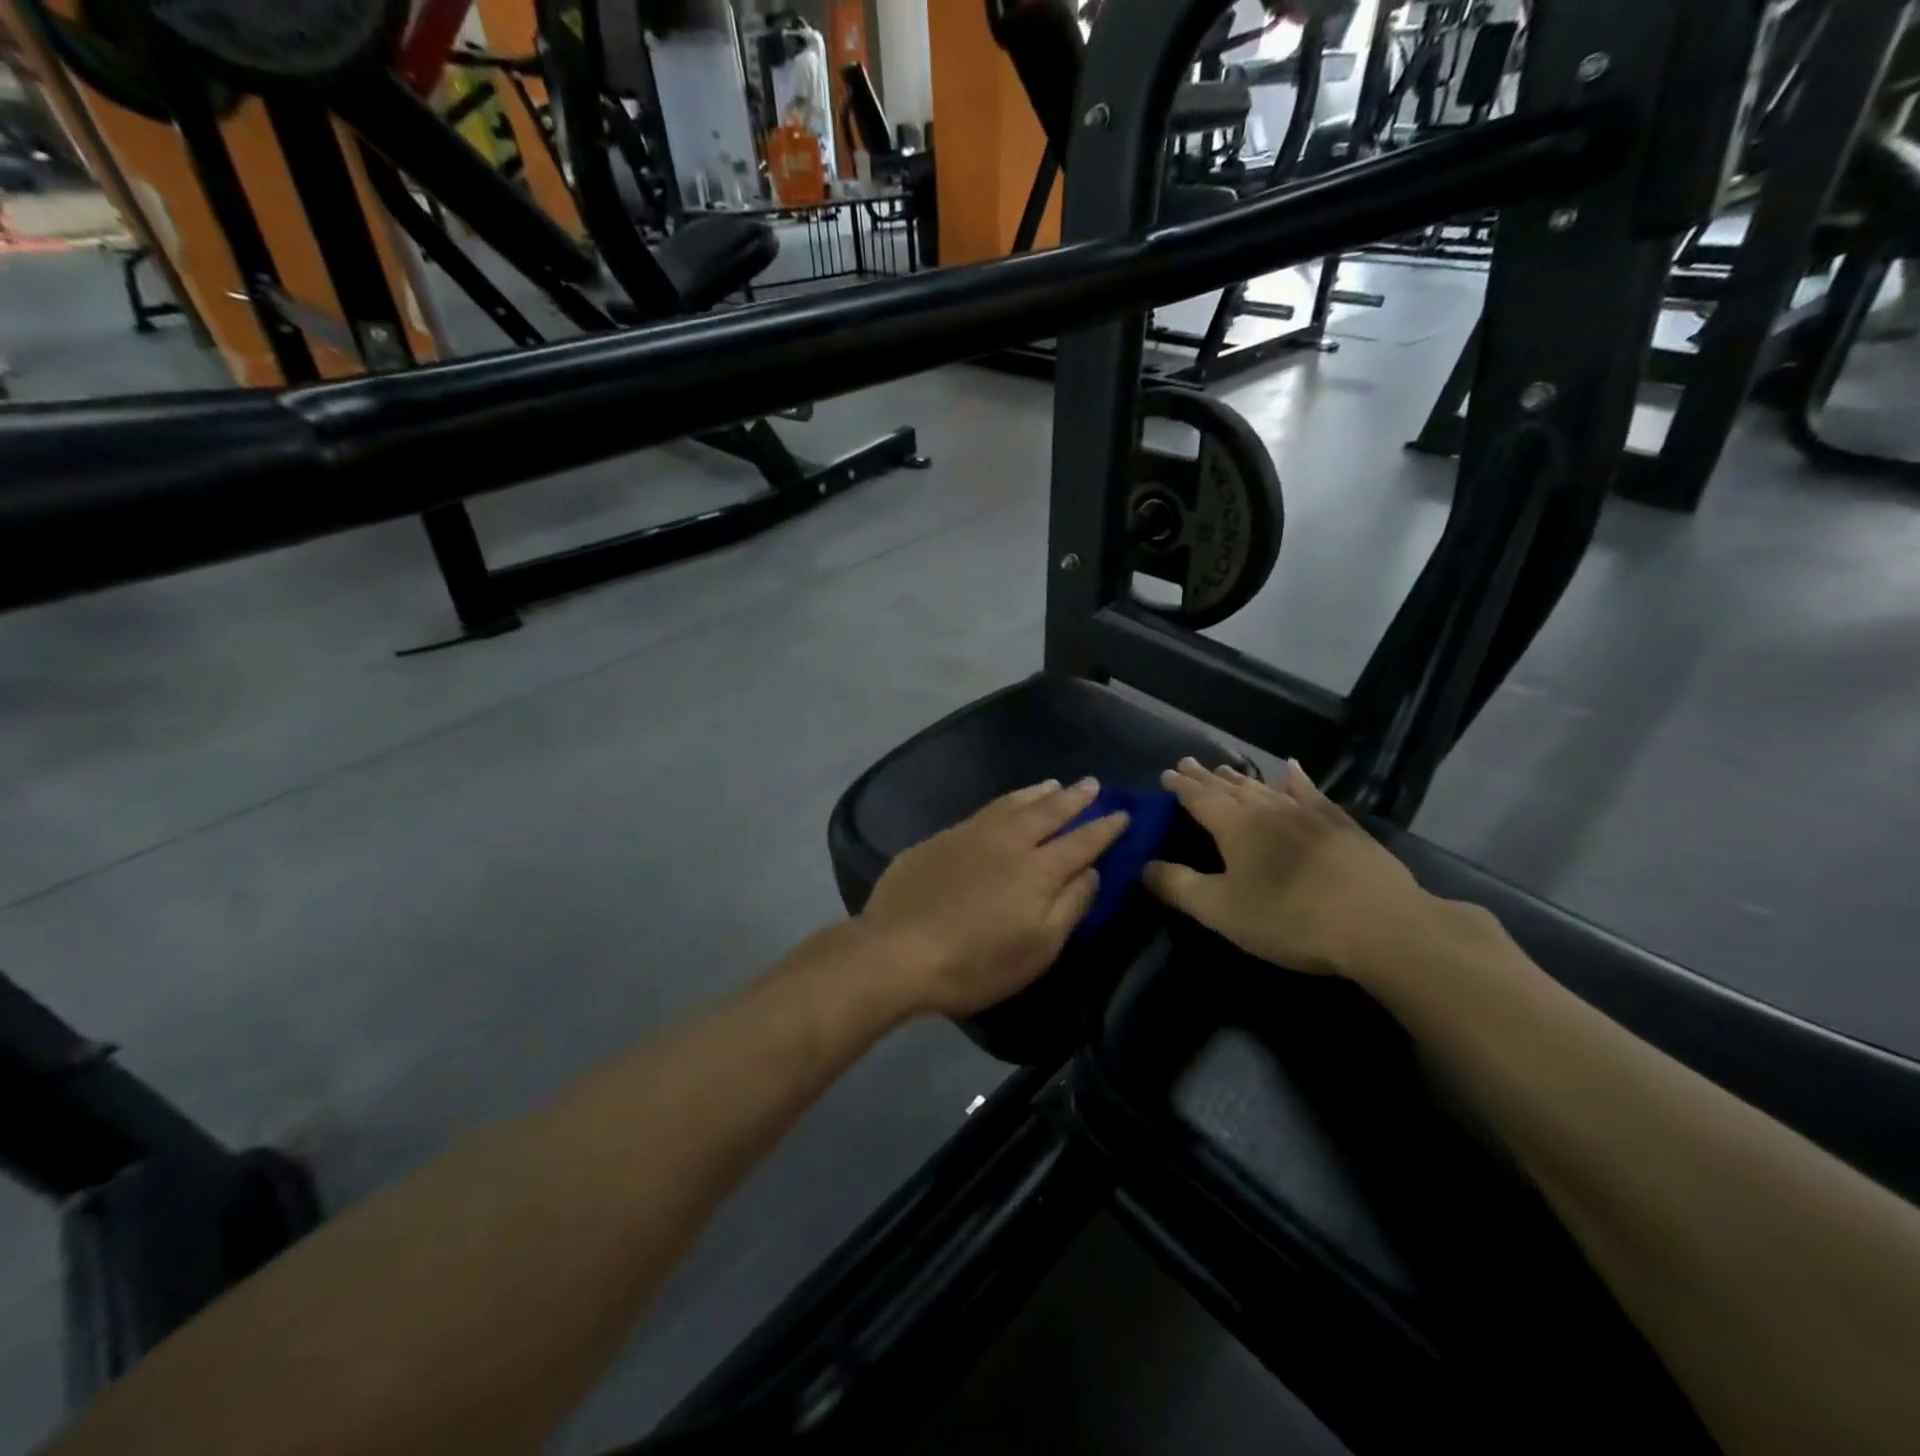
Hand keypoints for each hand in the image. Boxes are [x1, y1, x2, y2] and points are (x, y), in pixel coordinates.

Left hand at [860, 779, 1129, 1017]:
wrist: (897, 952)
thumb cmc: (976, 962)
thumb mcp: (1038, 948)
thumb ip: (1070, 905)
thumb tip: (1091, 871)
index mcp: (1038, 870)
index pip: (1082, 841)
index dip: (1105, 828)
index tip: (1123, 813)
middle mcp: (1008, 841)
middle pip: (1048, 812)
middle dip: (1074, 798)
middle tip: (1091, 784)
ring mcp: (970, 835)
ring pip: (1012, 804)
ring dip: (1037, 793)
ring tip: (1053, 784)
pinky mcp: (939, 839)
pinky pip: (982, 811)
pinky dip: (1003, 802)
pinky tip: (1003, 806)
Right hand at [1143, 758, 1432, 977]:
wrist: (1379, 923)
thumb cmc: (1289, 918)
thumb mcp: (1221, 910)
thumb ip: (1178, 886)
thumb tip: (1143, 865)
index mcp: (1234, 826)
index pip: (1198, 797)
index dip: (1180, 785)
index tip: (1166, 772)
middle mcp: (1267, 809)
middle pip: (1229, 787)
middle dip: (1206, 776)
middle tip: (1188, 762)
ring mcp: (1307, 812)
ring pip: (1265, 787)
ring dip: (1242, 778)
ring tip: (1226, 768)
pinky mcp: (1340, 824)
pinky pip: (1311, 792)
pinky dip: (1297, 779)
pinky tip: (1293, 768)